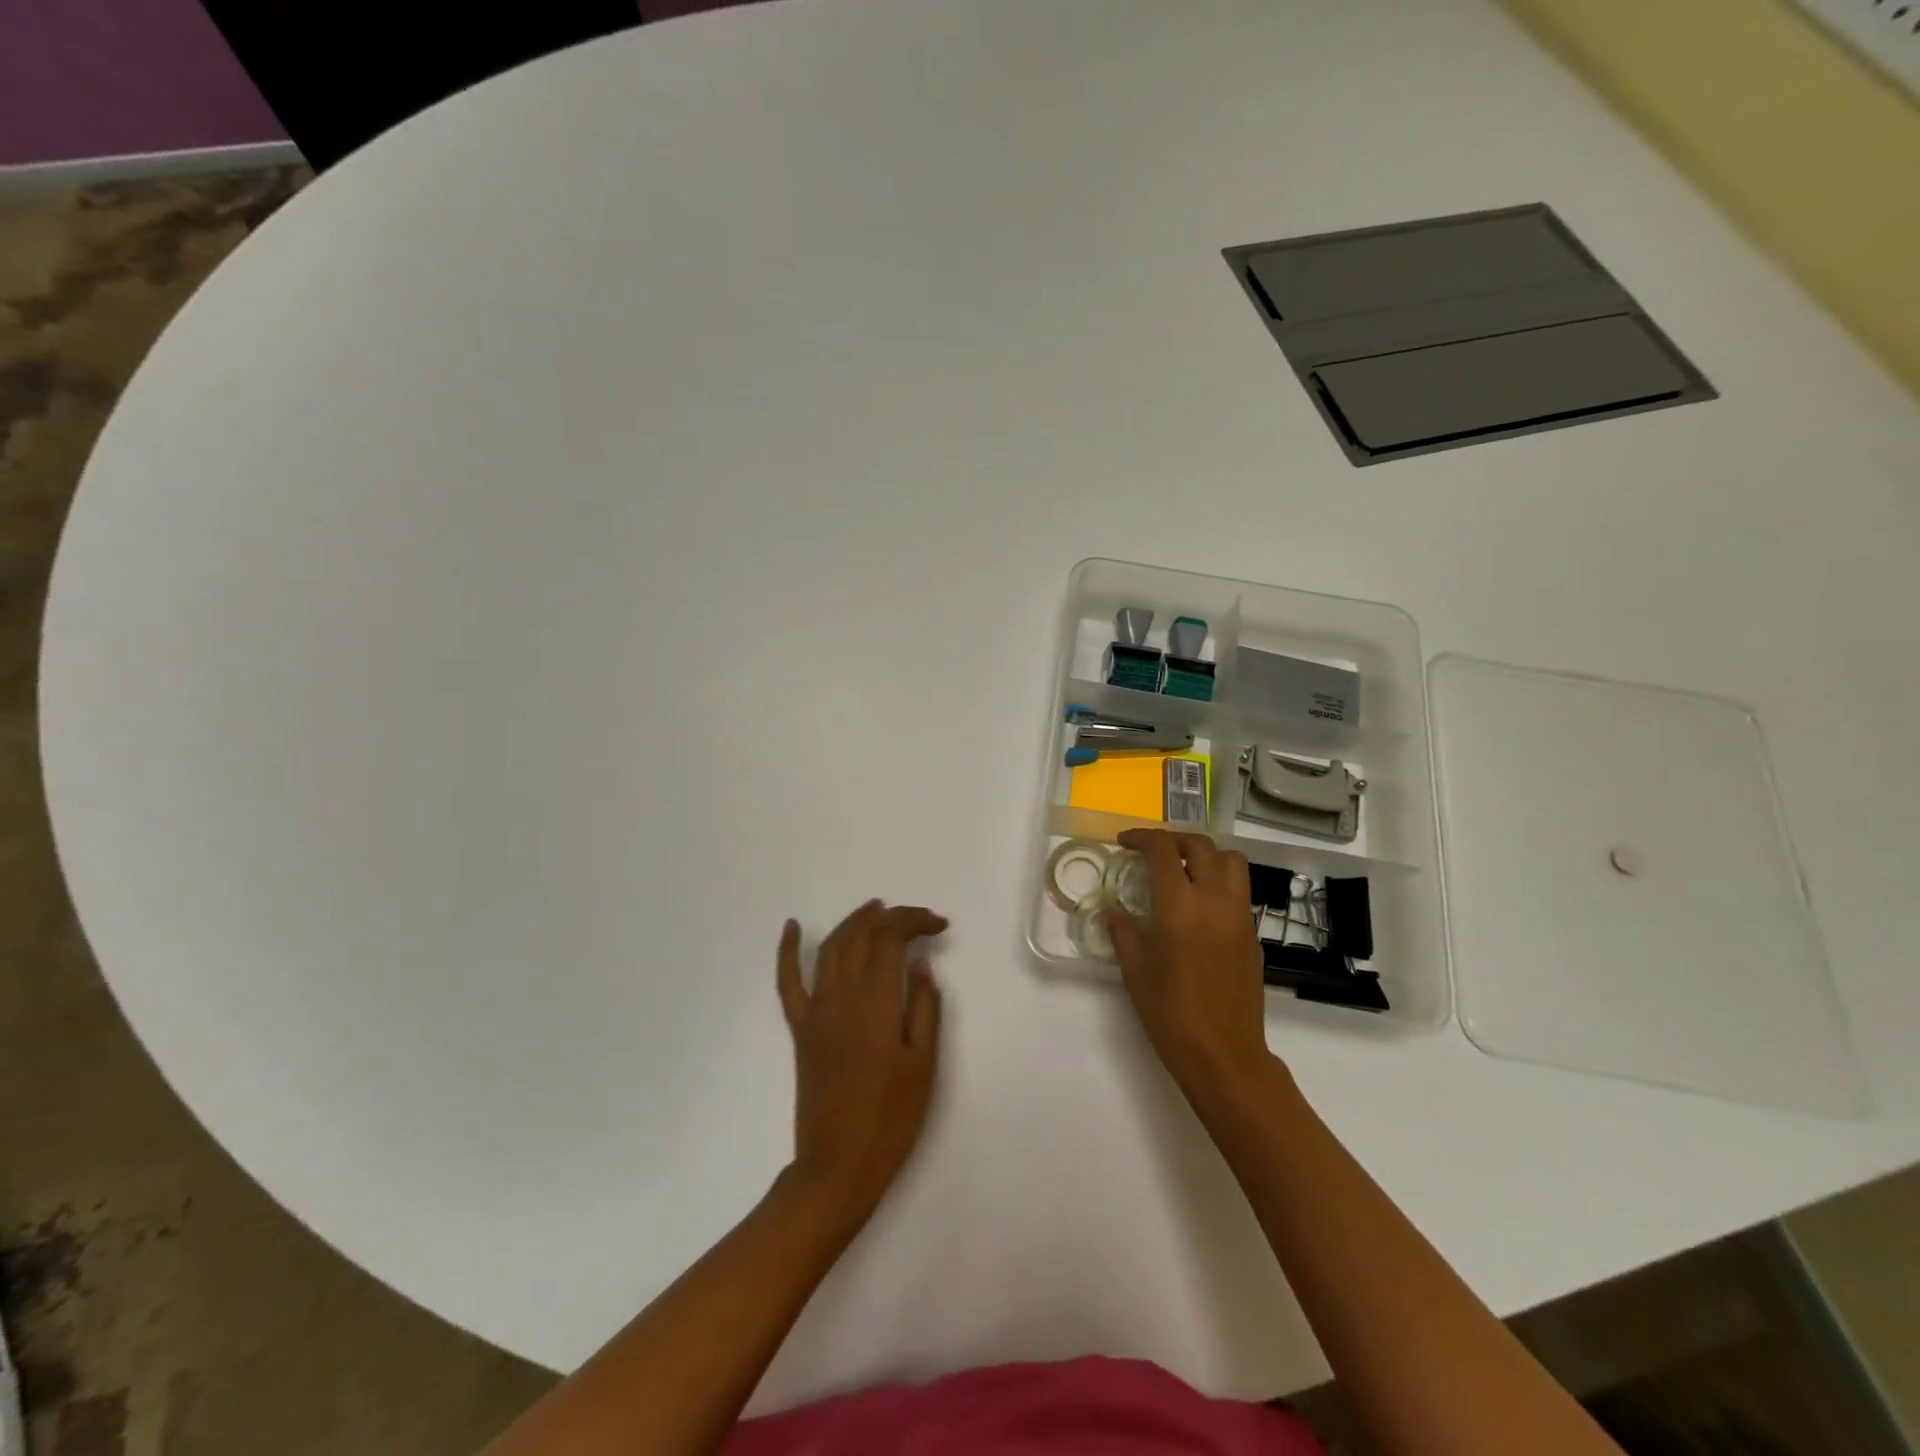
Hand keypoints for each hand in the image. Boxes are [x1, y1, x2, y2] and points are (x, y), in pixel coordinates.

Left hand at [776, 901, 946, 1226]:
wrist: (839, 1165)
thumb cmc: (891, 1117)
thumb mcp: (924, 1063)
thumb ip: (924, 1006)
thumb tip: (920, 964)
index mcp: (875, 1001)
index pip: (891, 938)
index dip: (915, 921)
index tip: (939, 925)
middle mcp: (840, 994)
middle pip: (861, 935)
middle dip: (890, 917)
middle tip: (916, 918)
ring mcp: (816, 1010)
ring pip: (831, 947)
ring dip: (853, 922)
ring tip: (875, 910)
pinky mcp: (801, 1028)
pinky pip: (788, 981)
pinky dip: (786, 950)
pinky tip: (791, 926)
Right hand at [1106, 830, 1274, 1096]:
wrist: (1223, 1054)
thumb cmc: (1170, 1012)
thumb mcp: (1135, 970)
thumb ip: (1124, 932)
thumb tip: (1114, 912)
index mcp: (1179, 905)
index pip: (1164, 850)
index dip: (1142, 838)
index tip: (1125, 843)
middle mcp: (1214, 900)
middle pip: (1201, 846)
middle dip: (1174, 840)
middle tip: (1153, 852)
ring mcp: (1239, 917)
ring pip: (1232, 862)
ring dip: (1206, 856)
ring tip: (1184, 871)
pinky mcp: (1252, 936)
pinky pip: (1239, 893)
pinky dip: (1219, 884)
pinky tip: (1199, 909)